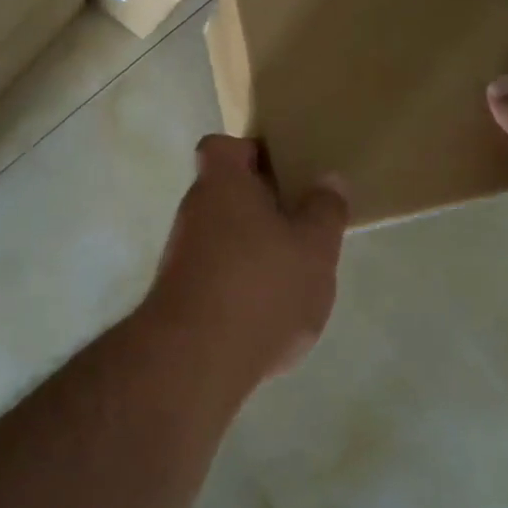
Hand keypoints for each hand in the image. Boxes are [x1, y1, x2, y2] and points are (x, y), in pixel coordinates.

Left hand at [144, 136, 348, 385]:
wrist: (195, 360)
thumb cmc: (261, 286)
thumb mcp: (314, 247)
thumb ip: (325, 210)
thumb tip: (328, 179)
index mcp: (222, 184)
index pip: (222, 147)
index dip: (250, 152)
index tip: (282, 170)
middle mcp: (194, 211)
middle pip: (226, 192)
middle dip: (261, 205)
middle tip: (300, 223)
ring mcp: (181, 254)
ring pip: (222, 234)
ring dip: (252, 246)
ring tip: (292, 271)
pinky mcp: (179, 295)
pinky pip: (215, 272)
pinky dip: (239, 282)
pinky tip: (268, 311)